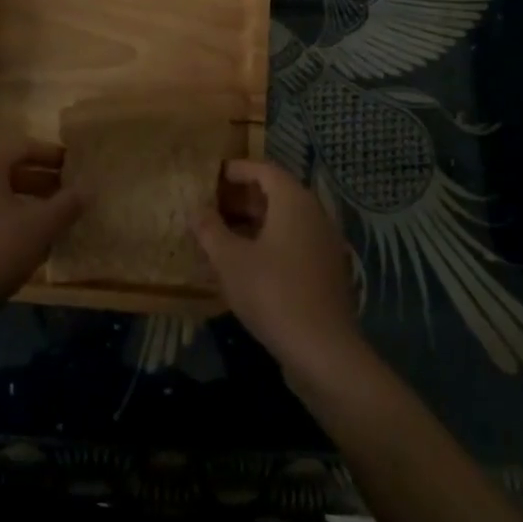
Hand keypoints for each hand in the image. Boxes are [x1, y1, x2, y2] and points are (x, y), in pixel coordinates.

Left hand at [0, 139, 84, 320]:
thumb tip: (87, 190)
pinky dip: (4, 220)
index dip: (51, 155)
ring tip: (49, 219)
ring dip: (23, 203)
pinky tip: (23, 242)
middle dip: (39, 181)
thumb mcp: (41, 226)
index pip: (23, 147)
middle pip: (7, 171)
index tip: (73, 166)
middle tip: (65, 193)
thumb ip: (67, 205)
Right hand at [192, 158, 366, 379]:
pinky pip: (294, 242)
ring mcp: (324, 243)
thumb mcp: (231, 261)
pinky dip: (270, 243)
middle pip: (276, 193)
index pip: (264, 170)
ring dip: (254, 222)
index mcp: (294, 201)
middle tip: (212, 206)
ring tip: (222, 235)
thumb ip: (210, 230)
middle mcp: (314, 213)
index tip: (212, 176)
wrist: (324, 351)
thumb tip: (196, 210)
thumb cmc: (273, 293)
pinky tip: (247, 264)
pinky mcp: (326, 271)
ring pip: (285, 220)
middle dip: (242, 197)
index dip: (237, 170)